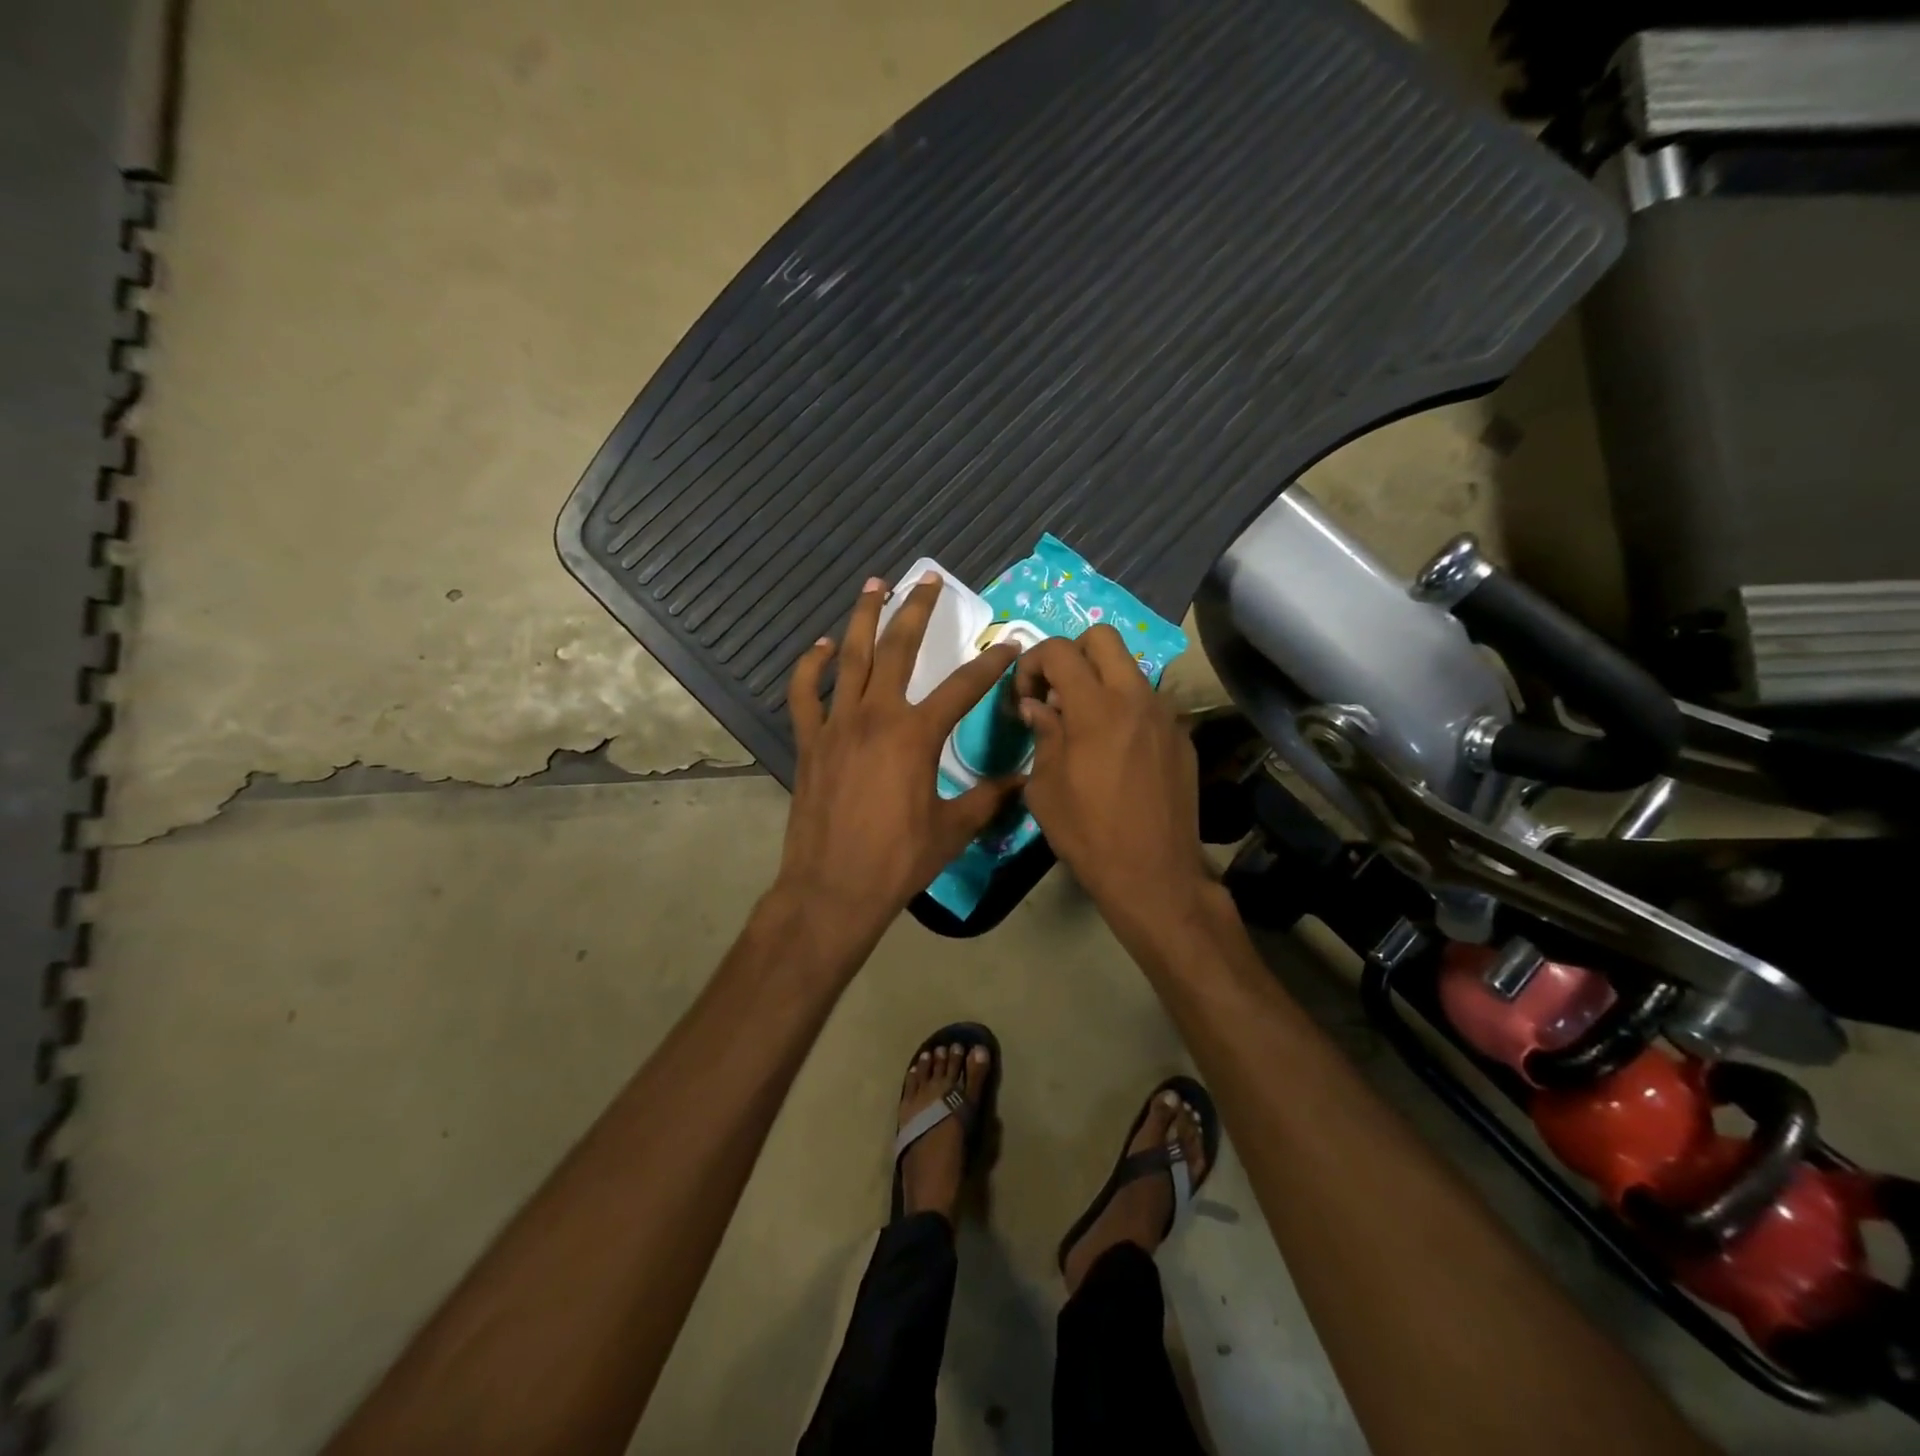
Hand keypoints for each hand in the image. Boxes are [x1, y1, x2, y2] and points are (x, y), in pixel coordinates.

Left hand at [774, 573, 1022, 948]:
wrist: (832, 889)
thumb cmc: (898, 860)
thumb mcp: (954, 829)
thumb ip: (989, 798)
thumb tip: (1023, 782)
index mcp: (915, 735)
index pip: (962, 687)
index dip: (989, 663)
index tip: (1007, 643)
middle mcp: (875, 716)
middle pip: (898, 649)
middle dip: (916, 610)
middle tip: (927, 578)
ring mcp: (836, 725)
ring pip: (850, 657)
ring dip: (863, 618)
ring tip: (874, 585)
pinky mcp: (809, 741)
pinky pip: (805, 693)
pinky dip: (811, 666)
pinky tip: (822, 647)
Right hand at [1015, 627, 1209, 920]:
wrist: (1153, 874)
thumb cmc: (1087, 833)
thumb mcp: (1045, 787)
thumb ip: (1042, 734)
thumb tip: (1037, 705)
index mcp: (1096, 708)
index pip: (1060, 650)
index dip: (1033, 662)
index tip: (1026, 695)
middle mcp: (1136, 698)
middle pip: (1103, 638)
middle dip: (1072, 653)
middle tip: (1057, 691)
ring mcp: (1166, 716)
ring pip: (1129, 670)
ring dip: (1101, 682)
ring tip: (1086, 726)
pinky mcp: (1182, 737)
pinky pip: (1149, 704)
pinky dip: (1126, 711)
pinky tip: (1117, 752)